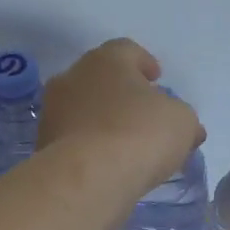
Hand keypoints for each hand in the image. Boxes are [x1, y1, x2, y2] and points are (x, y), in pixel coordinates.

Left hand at [37, 39, 203, 198]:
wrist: (87, 178)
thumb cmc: (140, 134)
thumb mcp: (182, 122)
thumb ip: (183, 118)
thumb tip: (186, 129)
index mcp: (106, 60)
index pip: (127, 50)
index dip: (144, 63)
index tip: (156, 78)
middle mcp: (72, 77)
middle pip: (101, 79)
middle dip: (122, 93)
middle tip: (143, 113)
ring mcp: (53, 112)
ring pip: (84, 110)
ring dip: (103, 121)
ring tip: (126, 145)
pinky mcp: (43, 146)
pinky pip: (74, 140)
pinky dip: (90, 147)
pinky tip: (108, 165)